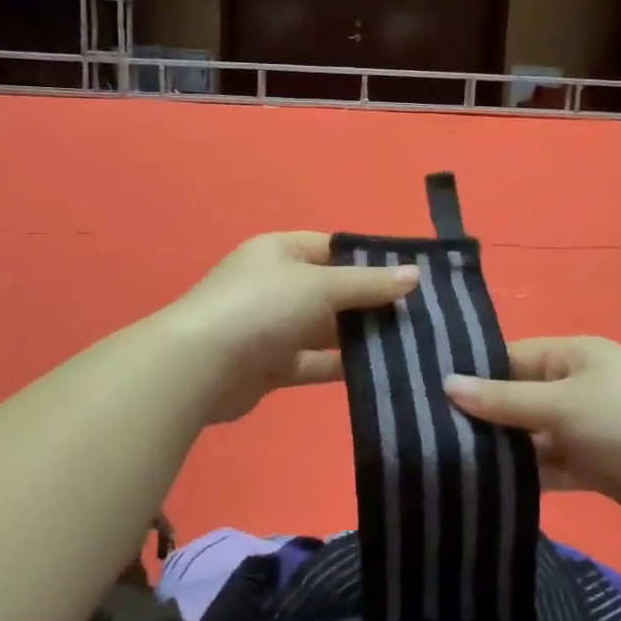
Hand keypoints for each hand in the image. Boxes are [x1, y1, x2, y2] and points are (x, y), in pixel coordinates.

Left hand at [164, 233, 418, 424]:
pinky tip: (380, 371)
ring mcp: (273, 327)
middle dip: (371, 302)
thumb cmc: (261, 307)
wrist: (199, 367)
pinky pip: (315, 362)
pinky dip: (342, 366)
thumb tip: (414, 274)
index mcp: (281, 252)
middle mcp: (276, 285)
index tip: (411, 276)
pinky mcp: (273, 366)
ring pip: (326, 329)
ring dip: (360, 337)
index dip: (370, 260)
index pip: (333, 248)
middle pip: (333, 290)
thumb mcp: (319, 285)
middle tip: (420, 315)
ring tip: (410, 344)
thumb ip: (367, 283)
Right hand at [445, 337, 620, 527]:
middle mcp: (574, 387)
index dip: (473, 375)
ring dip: (502, 451)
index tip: (427, 395)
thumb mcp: (561, 403)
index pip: (510, 358)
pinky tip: (487, 490)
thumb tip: (447, 385)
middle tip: (427, 436)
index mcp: (570, 356)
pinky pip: (550, 466)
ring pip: (531, 437)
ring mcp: (584, 428)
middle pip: (517, 399)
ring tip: (446, 464)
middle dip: (483, 418)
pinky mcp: (593, 465)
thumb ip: (504, 400)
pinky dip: (527, 477)